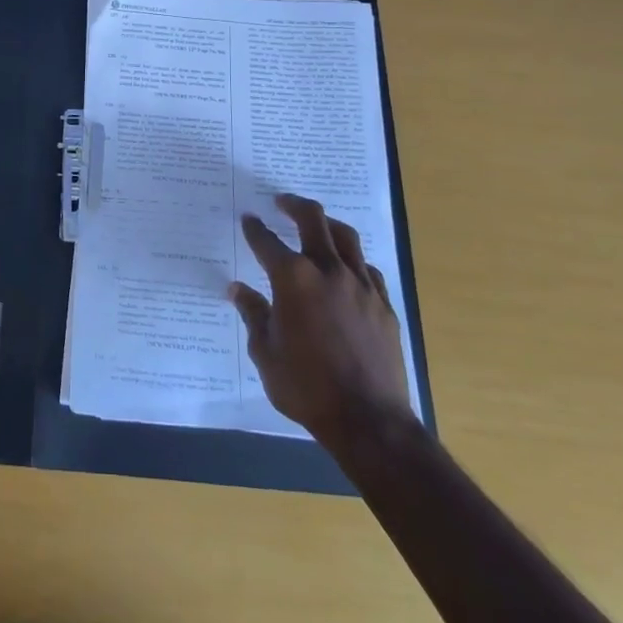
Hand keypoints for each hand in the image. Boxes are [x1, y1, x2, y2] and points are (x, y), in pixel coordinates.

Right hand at [230, 193, 414, 458]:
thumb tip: (239, 290)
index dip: (254, 229)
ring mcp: (361, 285)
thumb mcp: (265, 352)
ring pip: (346, 238)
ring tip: (316, 223)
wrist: (368, 420)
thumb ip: (253, 315)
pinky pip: (366, 268)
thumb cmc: (306, 387)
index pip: (267, 242)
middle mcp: (328, 271)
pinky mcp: (383, 304)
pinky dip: (351, 259)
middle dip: (294, 206)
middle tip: (282, 202)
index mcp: (293, 279)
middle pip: (313, 220)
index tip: (248, 220)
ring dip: (327, 224)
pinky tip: (346, 268)